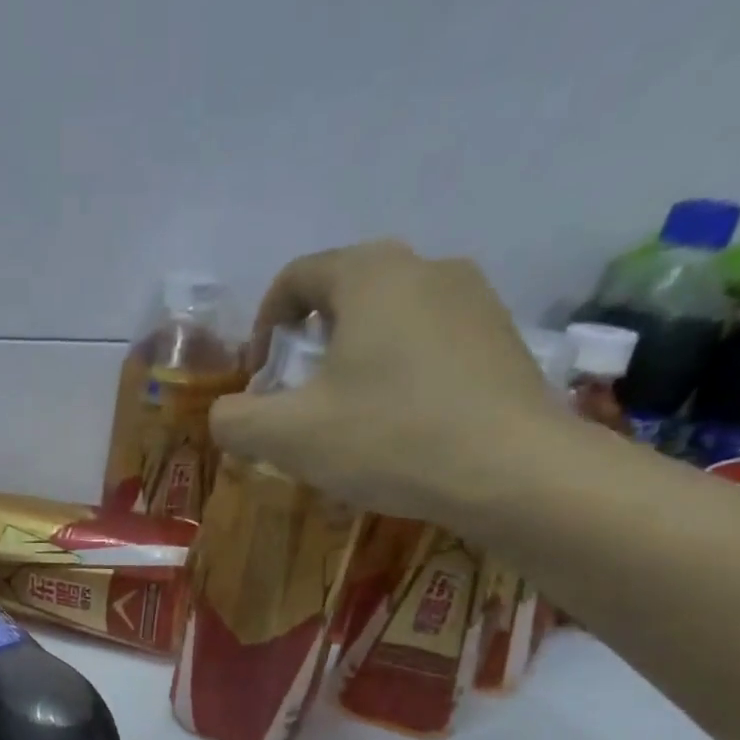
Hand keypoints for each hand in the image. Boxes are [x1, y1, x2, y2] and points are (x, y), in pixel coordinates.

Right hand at [211, 240, 588, 523]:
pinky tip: (402, 427)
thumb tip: (226, 413)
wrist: (513, 471)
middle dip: (310, 347)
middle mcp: (426, 267)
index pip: (296, 278)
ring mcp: (475, 300)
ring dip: (357, 362)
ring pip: (391, 321)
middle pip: (345, 296)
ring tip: (351, 420)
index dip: (264, 325)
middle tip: (300, 402)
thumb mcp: (288, 437)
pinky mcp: (502, 339)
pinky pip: (431, 346)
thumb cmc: (388, 438)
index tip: (259, 377)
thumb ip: (236, 420)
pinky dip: (401, 376)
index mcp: (370, 274)